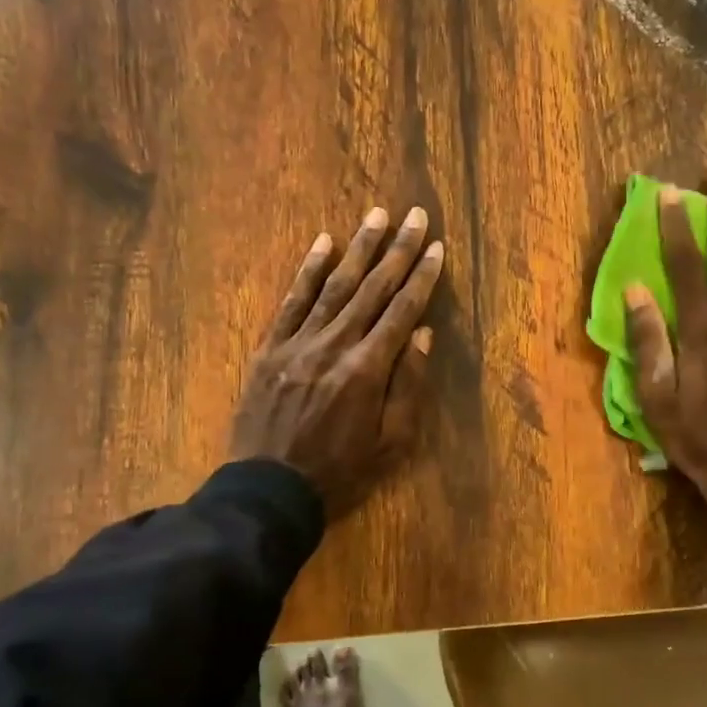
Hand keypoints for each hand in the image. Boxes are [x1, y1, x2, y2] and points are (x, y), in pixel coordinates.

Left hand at [230, 206, 444, 516]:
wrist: (268, 491)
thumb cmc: (340, 472)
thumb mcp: (390, 443)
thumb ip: (407, 386)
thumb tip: (422, 334)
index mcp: (367, 370)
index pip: (401, 311)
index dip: (422, 278)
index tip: (437, 247)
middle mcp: (334, 345)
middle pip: (372, 289)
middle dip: (398, 250)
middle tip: (415, 215)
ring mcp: (298, 343)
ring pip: (333, 286)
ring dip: (358, 248)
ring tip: (377, 215)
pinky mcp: (270, 348)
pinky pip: (291, 302)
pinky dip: (308, 271)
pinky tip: (323, 243)